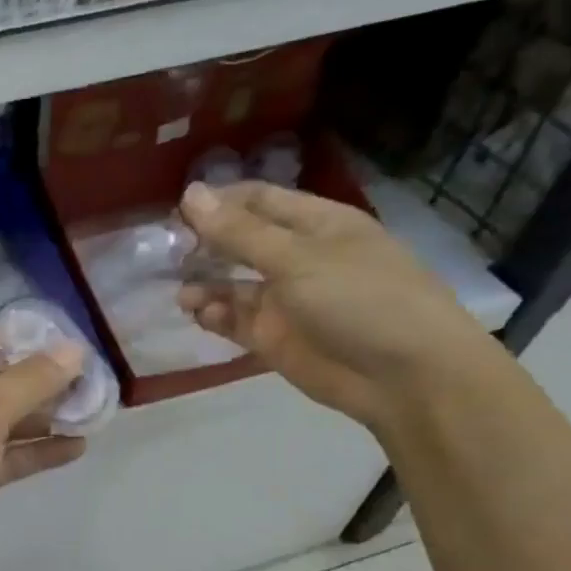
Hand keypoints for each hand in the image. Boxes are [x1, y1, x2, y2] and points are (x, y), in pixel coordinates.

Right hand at [176, 181, 503, 430]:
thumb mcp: (297, 259)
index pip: (258, 200)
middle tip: (165, 251)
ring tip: (182, 294)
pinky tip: (200, 314)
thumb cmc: (360, 300)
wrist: (405, 376)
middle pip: (240, 241)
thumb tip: (190, 193)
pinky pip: (234, 320)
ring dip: (204, 284)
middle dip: (204, 244)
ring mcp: (285, 300)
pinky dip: (214, 316)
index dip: (218, 201)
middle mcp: (298, 258)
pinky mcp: (274, 338)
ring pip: (232, 284)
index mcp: (316, 224)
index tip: (175, 211)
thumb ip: (239, 232)